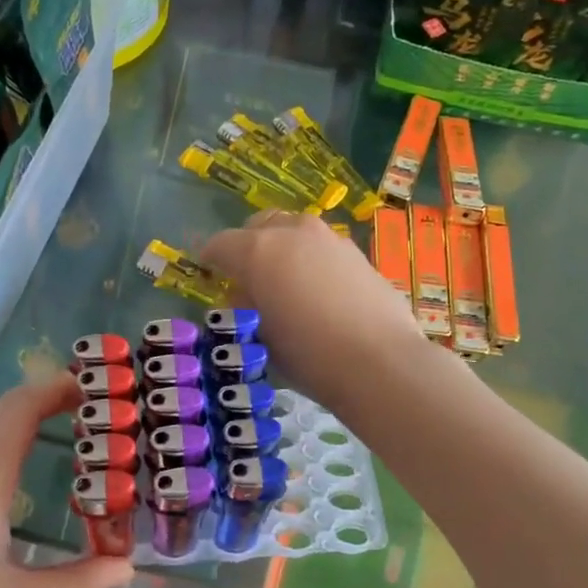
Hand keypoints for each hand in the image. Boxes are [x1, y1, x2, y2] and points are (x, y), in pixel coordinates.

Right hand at [202, 211, 423, 404]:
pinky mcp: (358, 253)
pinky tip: (319, 292)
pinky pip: (322, 249)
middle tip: (247, 276)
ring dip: (282, 249)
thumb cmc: (307, 355)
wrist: (379, 362)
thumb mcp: (259, 336)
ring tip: (286, 283)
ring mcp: (330, 239)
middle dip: (247, 245)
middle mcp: (293, 232)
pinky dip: (312, 261)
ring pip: (295, 231)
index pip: (219, 244)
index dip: (209, 259)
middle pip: (259, 225)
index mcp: (258, 251)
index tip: (208, 274)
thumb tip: (245, 294)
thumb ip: (245, 307)